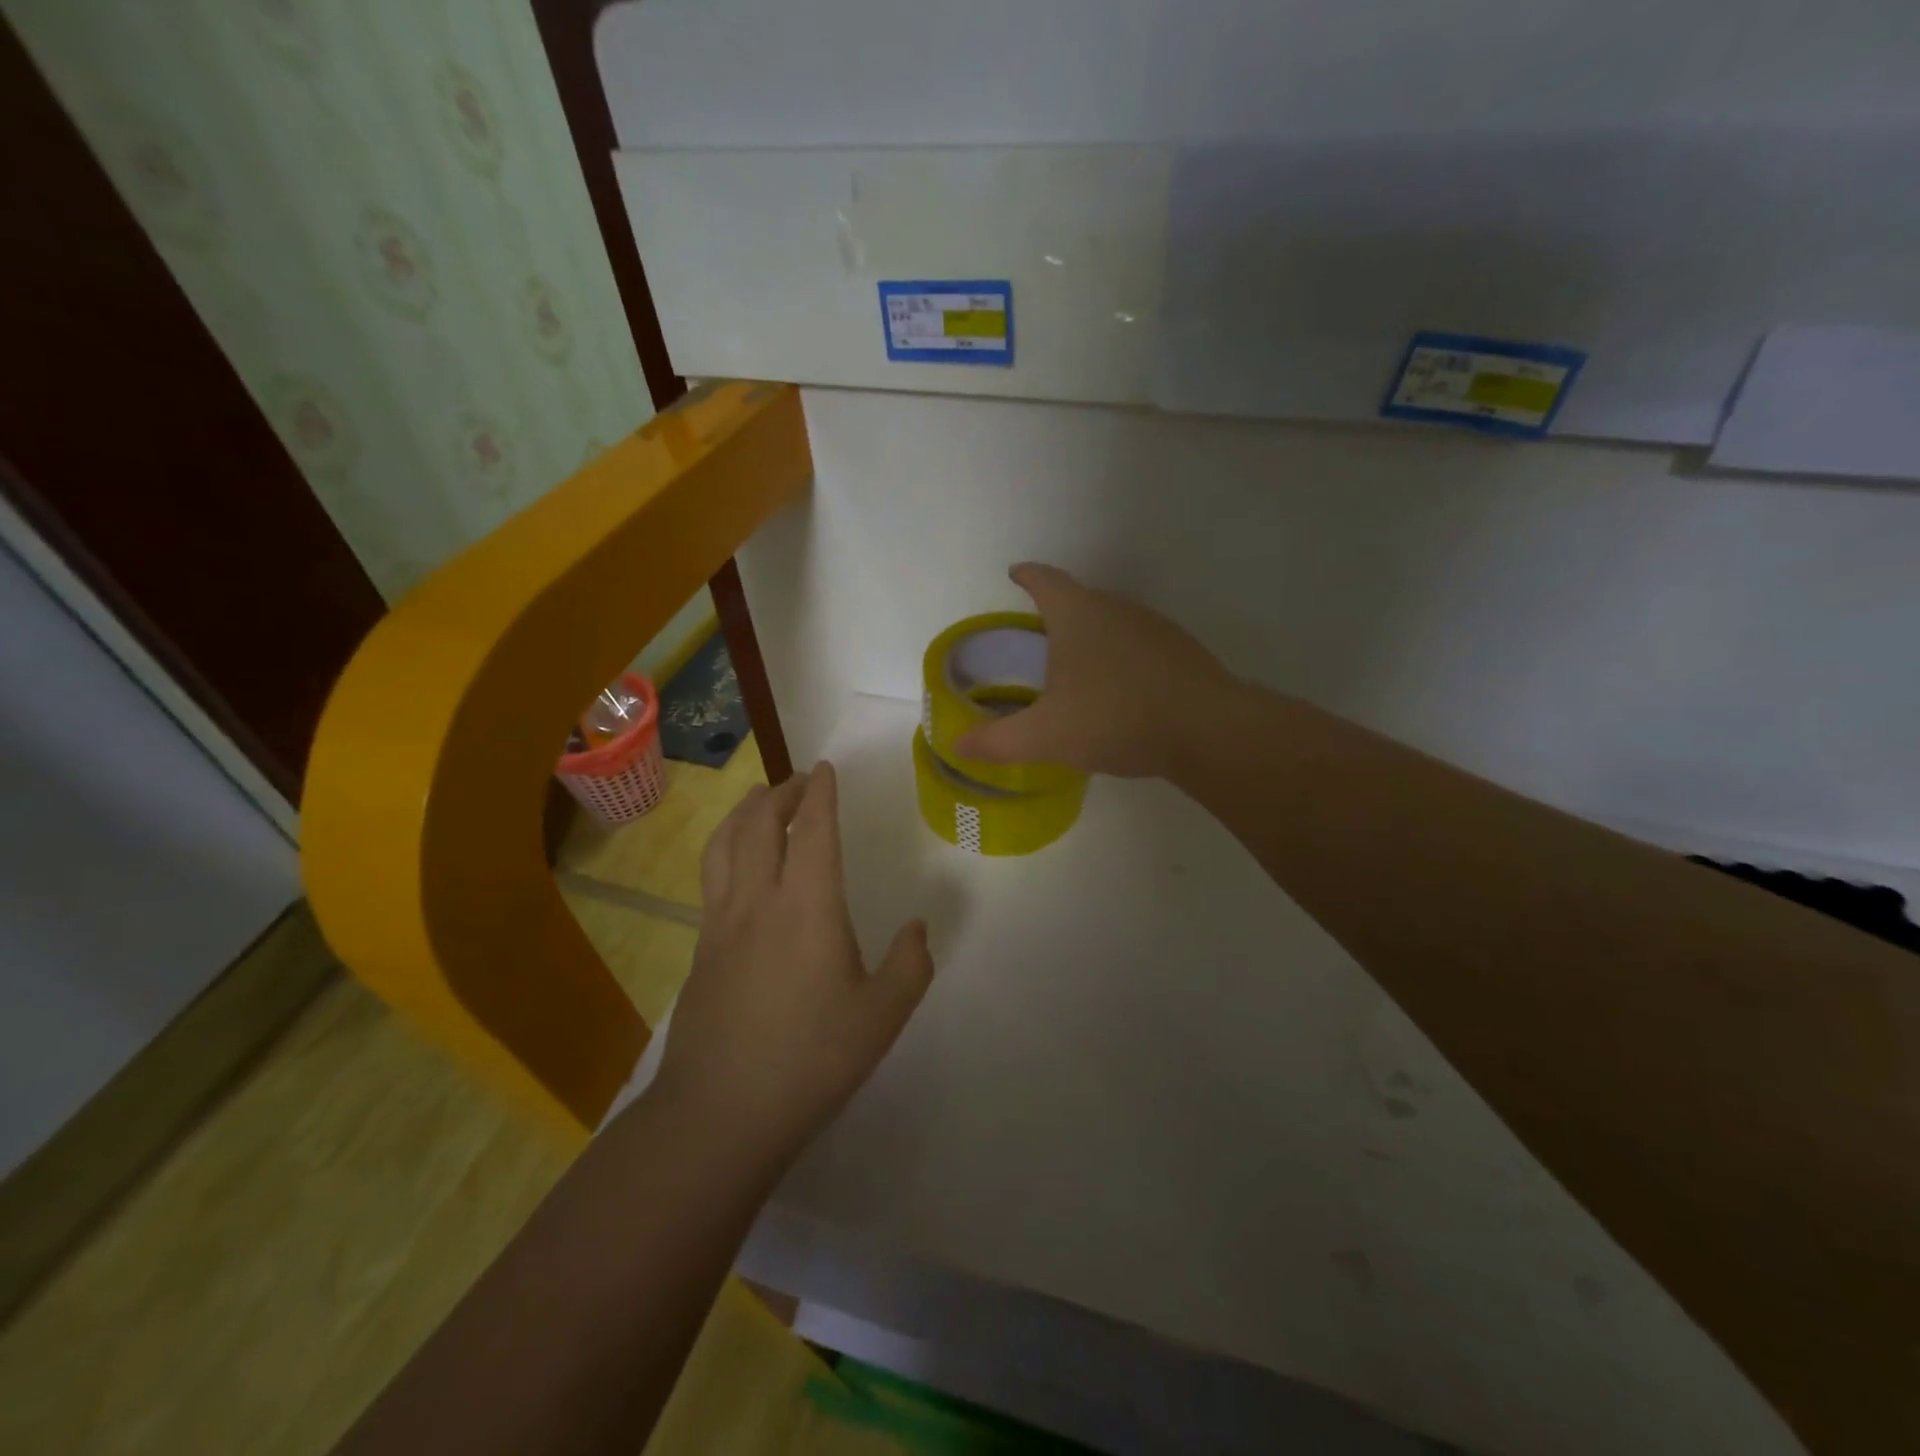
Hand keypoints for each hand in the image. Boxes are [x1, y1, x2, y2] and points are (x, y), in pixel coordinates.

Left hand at [654, 764, 934, 1165]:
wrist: (720, 1112)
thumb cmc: (811, 1060)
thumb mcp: (882, 1016)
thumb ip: (909, 965)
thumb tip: (918, 929)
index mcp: (808, 907)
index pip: (813, 830)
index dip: (820, 793)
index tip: (825, 769)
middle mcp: (758, 901)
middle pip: (760, 824)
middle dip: (780, 792)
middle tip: (800, 781)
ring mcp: (721, 923)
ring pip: (725, 844)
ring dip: (745, 812)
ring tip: (760, 801)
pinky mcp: (701, 949)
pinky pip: (711, 877)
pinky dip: (726, 849)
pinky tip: (737, 865)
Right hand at [954, 563, 1236, 778]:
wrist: (1206, 730)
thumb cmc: (1114, 718)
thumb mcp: (1045, 736)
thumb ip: (998, 741)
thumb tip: (956, 746)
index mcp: (1078, 615)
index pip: (1045, 580)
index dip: (1026, 576)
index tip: (1015, 572)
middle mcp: (1117, 608)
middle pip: (1080, 598)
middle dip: (1058, 611)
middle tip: (1041, 637)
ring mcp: (1154, 627)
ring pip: (1113, 622)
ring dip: (1093, 636)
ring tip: (1079, 667)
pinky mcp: (1181, 650)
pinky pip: (1140, 645)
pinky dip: (1122, 658)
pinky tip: (1122, 690)